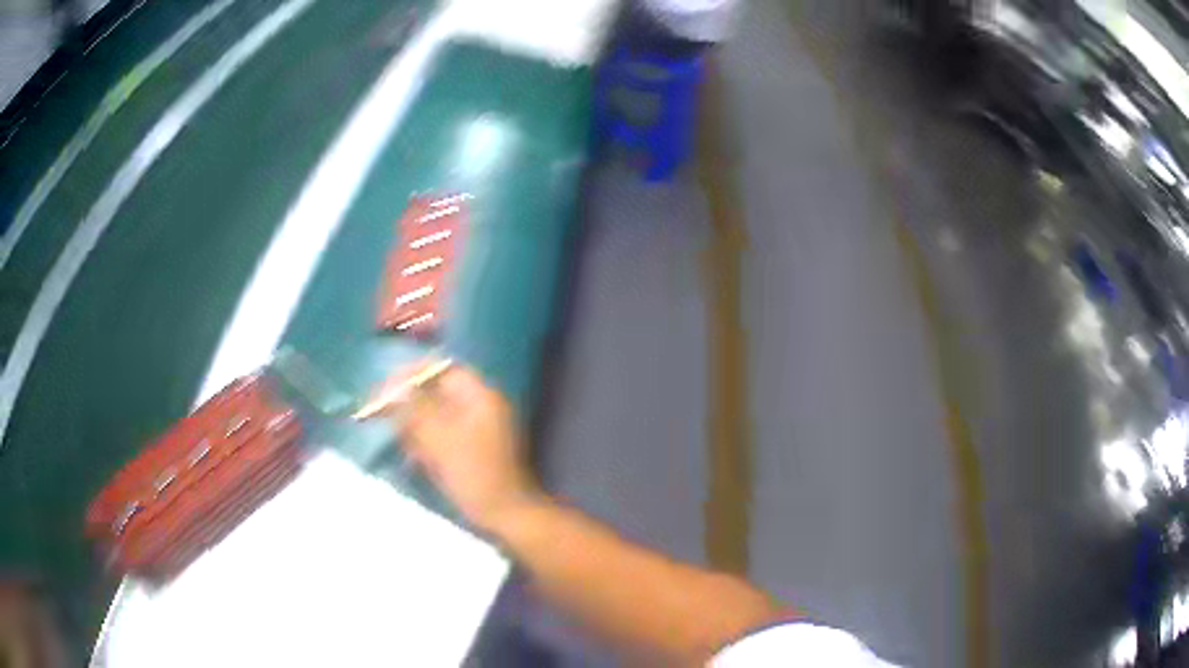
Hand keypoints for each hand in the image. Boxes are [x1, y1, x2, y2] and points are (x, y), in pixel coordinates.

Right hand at [394, 363, 543, 533]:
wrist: (505, 515)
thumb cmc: (474, 473)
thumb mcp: (440, 438)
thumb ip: (415, 408)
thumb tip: (393, 385)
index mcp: (479, 396)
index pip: (442, 369)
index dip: (412, 374)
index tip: (386, 389)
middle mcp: (480, 406)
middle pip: (436, 392)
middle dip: (410, 404)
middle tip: (386, 418)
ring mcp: (477, 429)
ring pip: (436, 416)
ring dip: (416, 426)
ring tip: (407, 445)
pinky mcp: (470, 450)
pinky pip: (442, 436)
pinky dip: (427, 443)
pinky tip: (418, 458)